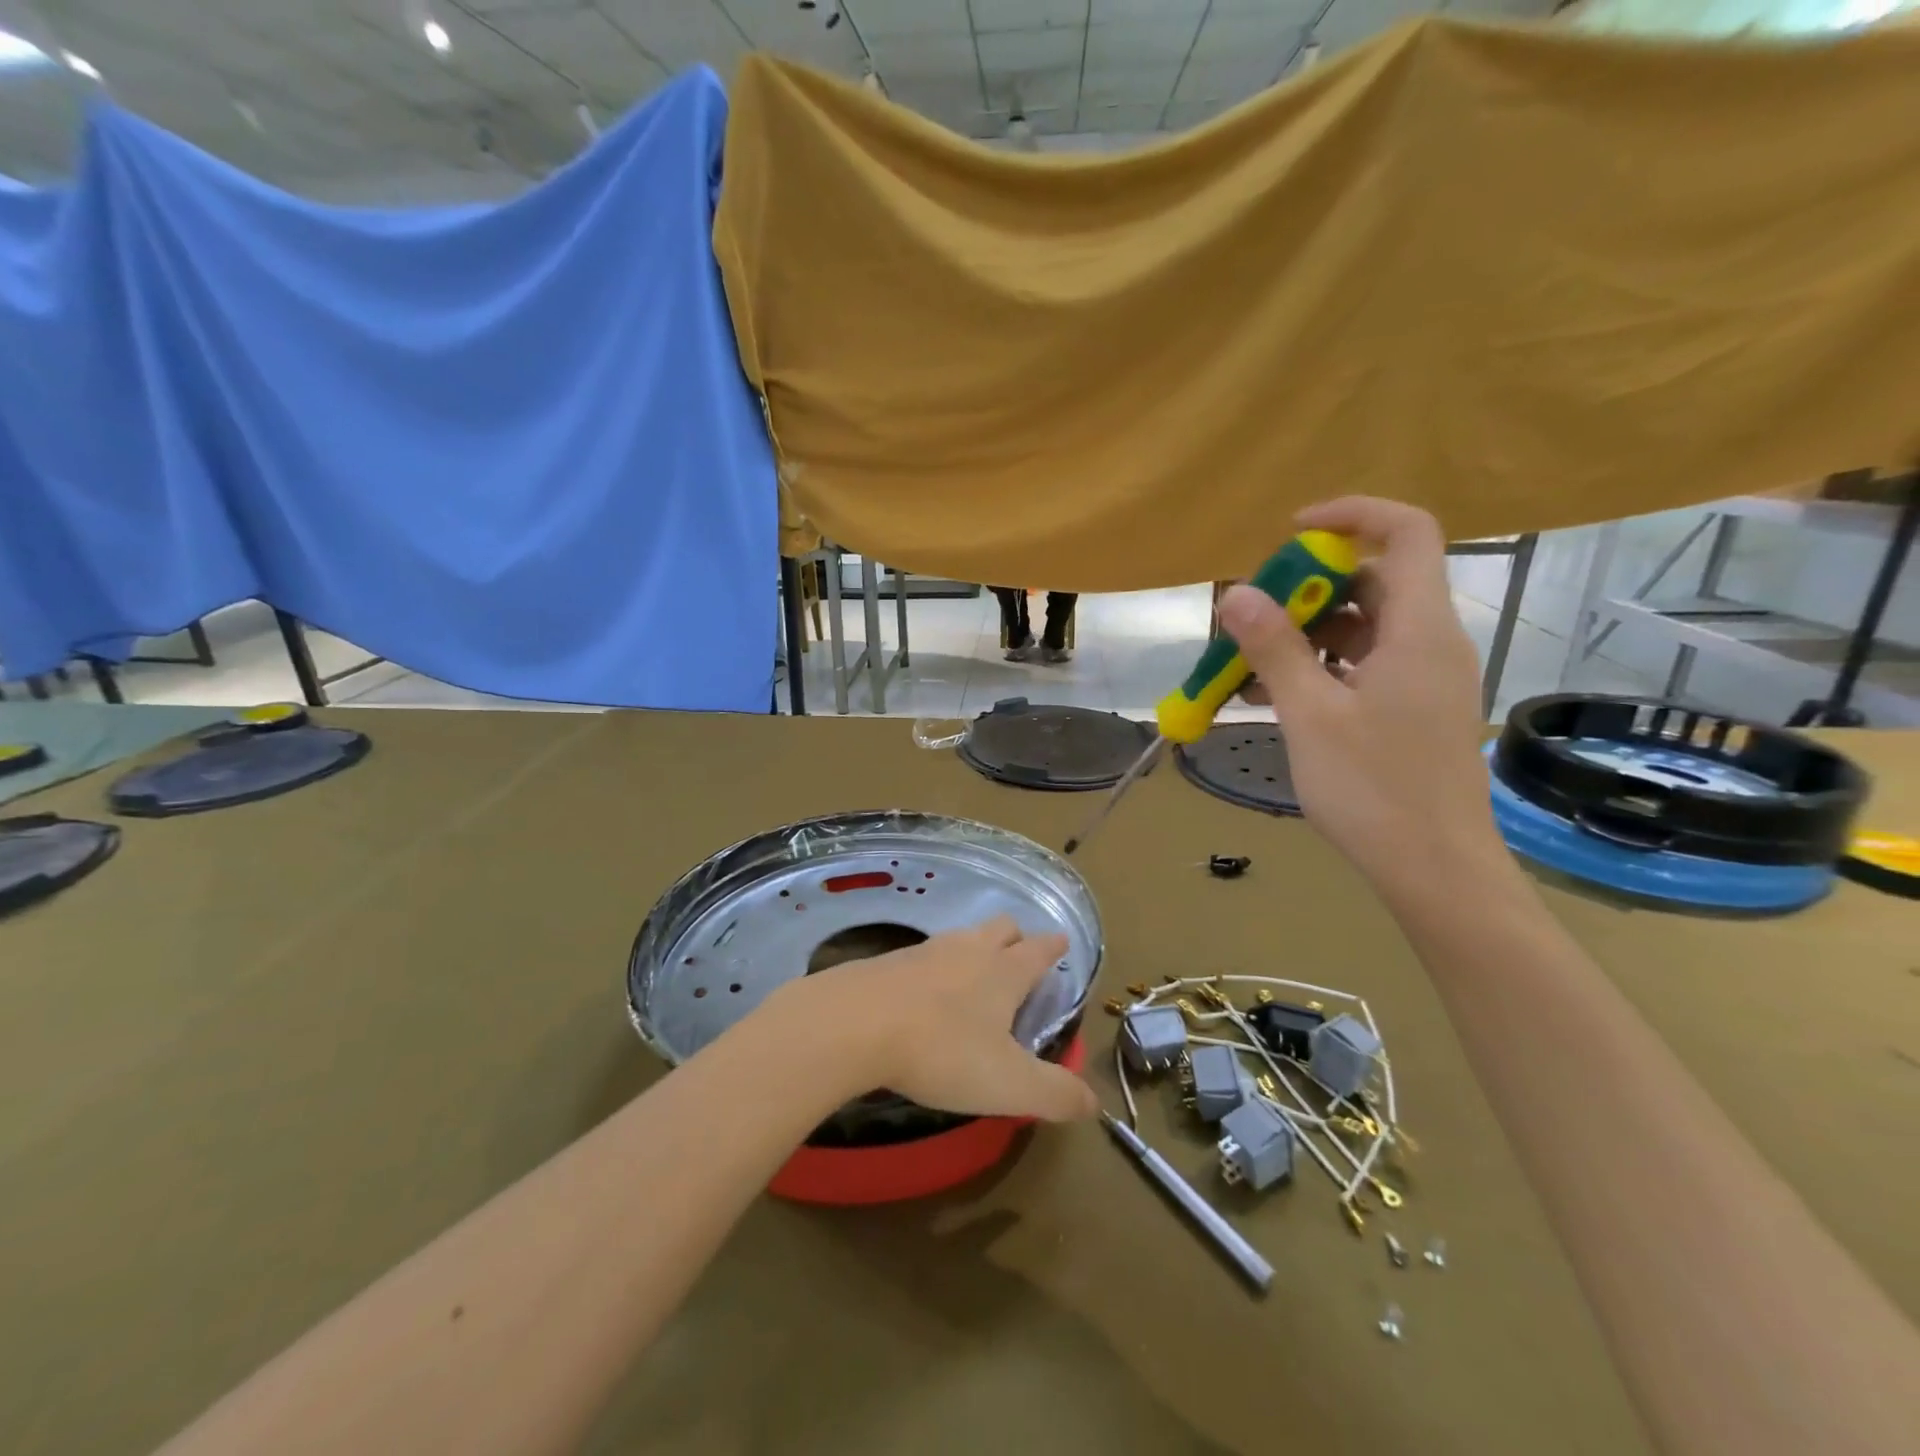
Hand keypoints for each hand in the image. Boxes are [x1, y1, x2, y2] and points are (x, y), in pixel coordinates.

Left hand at [771, 917, 1098, 1122]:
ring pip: (960, 937)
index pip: (1037, 951)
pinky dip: (933, 966)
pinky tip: (923, 990)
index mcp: (1003, 973)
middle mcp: (967, 951)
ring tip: (973, 969)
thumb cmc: (942, 1051)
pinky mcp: (887, 962)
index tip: (1060, 941)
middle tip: (1019, 952)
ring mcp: (924, 951)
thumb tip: (1093, 1101)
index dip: (1052, 947)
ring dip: (974, 947)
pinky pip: (921, 955)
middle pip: (999, 927)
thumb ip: (1055, 1094)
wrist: (855, 1024)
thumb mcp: (1009, 1084)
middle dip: (1014, 936)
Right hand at [1219, 497, 1504, 896]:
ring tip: (1248, 663)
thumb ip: (1274, 648)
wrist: (1433, 868)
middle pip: (1375, 580)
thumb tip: (1236, 592)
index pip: (1406, 533)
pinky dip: (1321, 666)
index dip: (1352, 517)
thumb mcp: (1310, 714)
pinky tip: (1273, 694)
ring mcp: (1423, 678)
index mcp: (1419, 630)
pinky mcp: (1412, 708)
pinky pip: (1365, 665)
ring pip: (1365, 627)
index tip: (1292, 534)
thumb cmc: (1373, 788)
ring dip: (1306, 633)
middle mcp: (1430, 642)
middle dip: (1309, 586)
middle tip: (1253, 615)